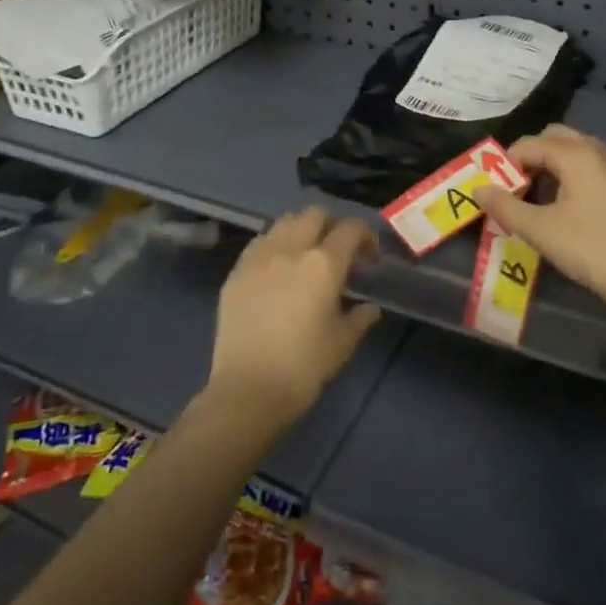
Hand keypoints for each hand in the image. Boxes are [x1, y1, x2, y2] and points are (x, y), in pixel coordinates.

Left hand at [205, 206, 381, 431]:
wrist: (247, 390)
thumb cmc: (304, 367)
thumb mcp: (342, 343)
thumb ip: (359, 318)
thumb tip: (369, 307)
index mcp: (324, 263)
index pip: (351, 229)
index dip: (365, 236)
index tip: (368, 257)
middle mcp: (291, 249)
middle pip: (315, 214)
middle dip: (331, 226)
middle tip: (337, 253)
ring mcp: (259, 257)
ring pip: (285, 222)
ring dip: (301, 231)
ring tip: (305, 257)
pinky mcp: (236, 271)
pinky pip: (260, 243)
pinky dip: (274, 246)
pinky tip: (277, 270)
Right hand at [475, 125, 605, 319]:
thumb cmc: (593, 250)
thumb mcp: (541, 231)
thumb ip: (506, 207)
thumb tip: (478, 189)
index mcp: (578, 154)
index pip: (530, 144)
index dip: (506, 164)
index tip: (496, 190)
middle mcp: (603, 150)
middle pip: (557, 139)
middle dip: (532, 159)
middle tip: (517, 190)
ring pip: (580, 154)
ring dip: (555, 168)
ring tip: (541, 202)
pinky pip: (598, 169)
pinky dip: (578, 178)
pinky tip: (573, 211)